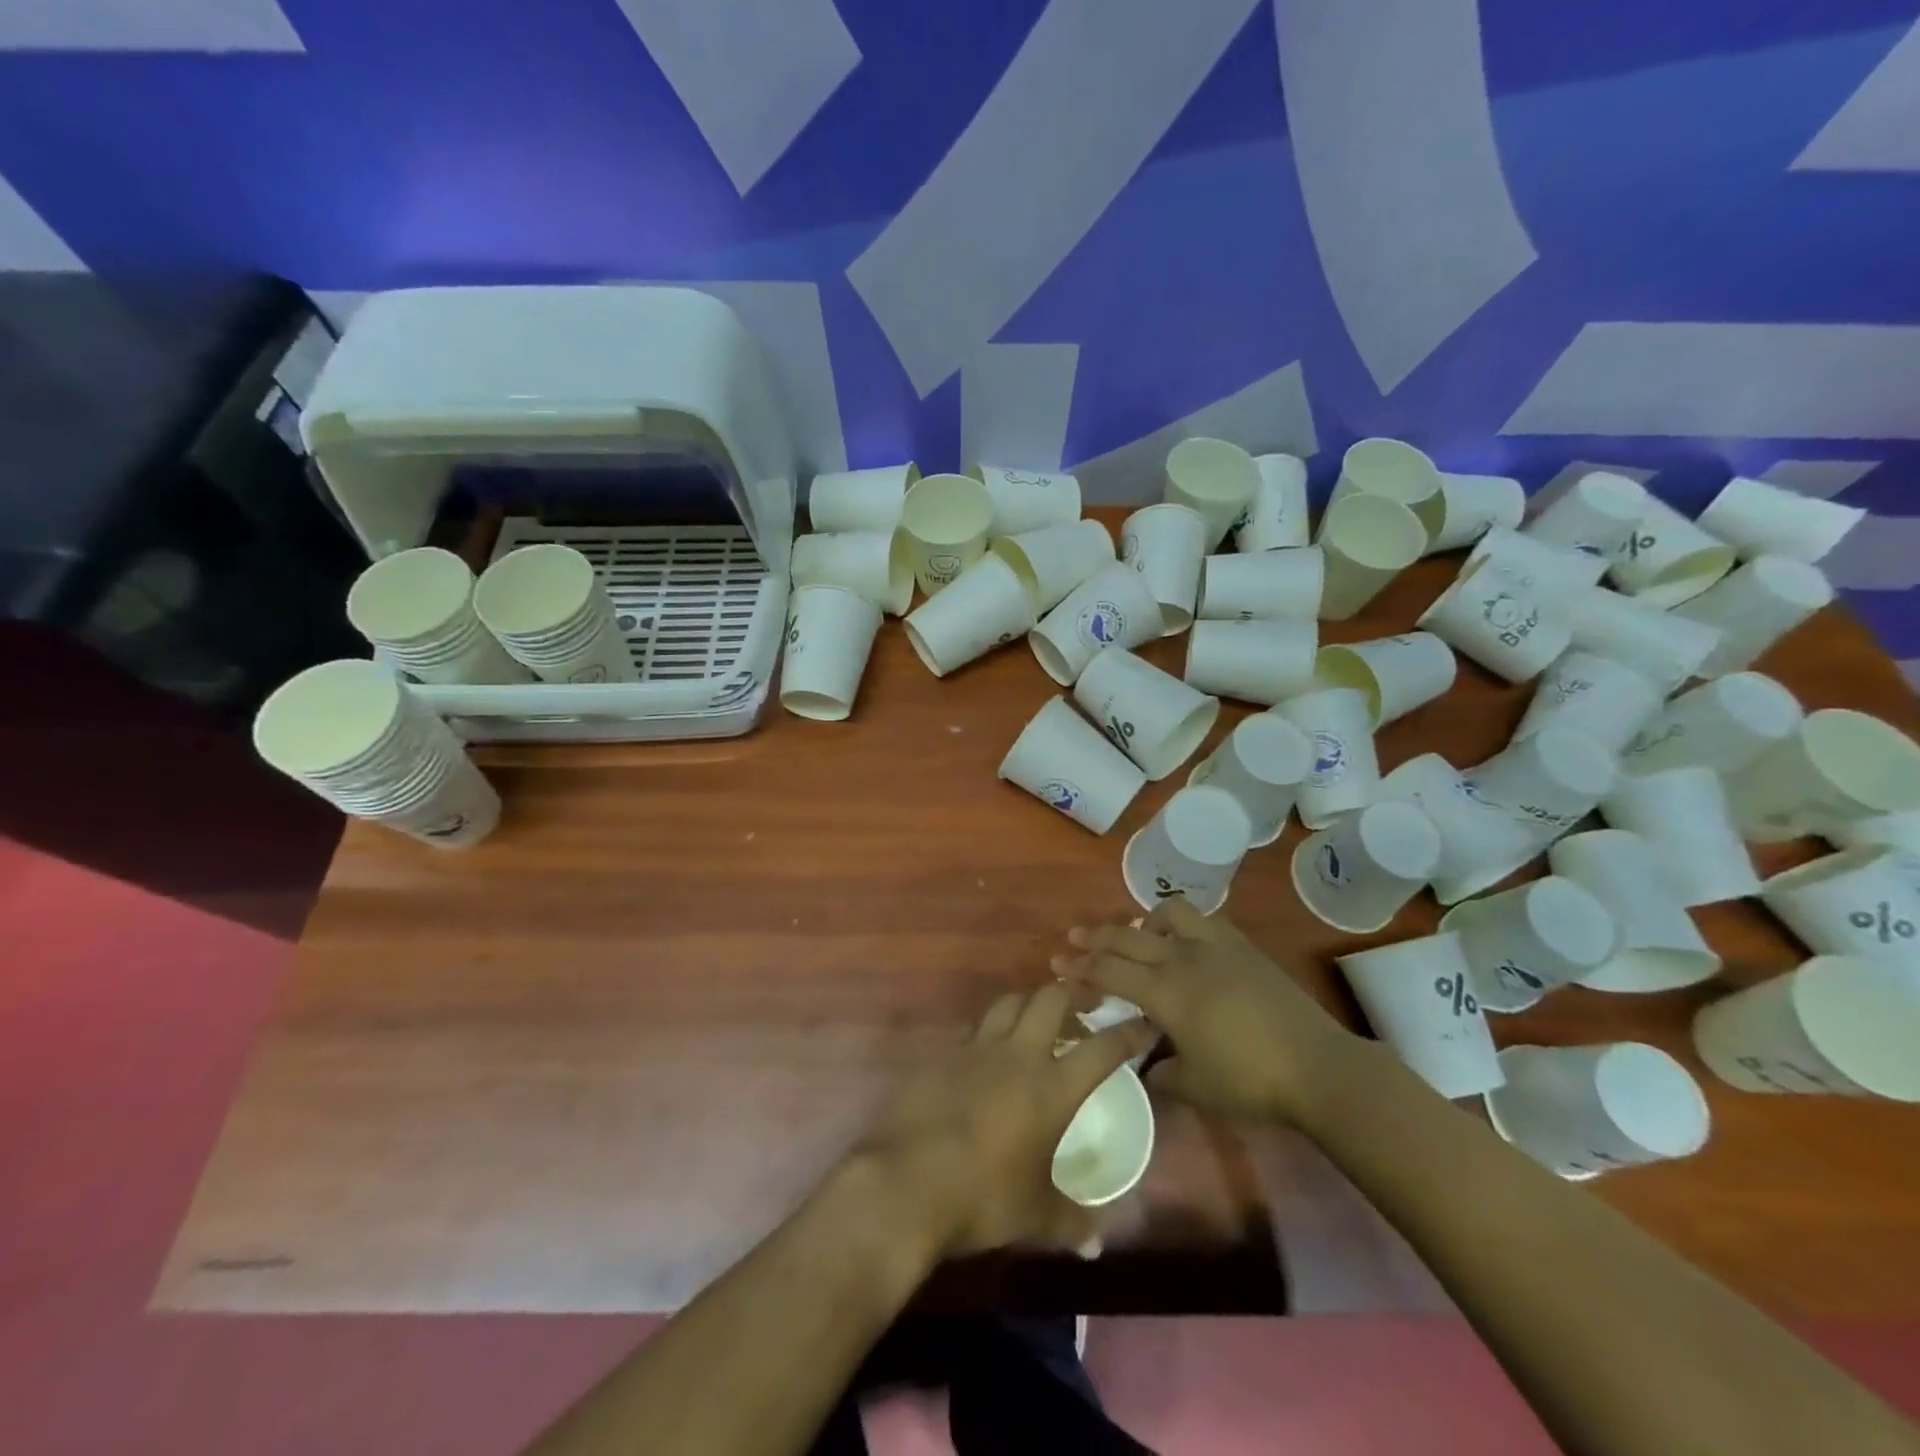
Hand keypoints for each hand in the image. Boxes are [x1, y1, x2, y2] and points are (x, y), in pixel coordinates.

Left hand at [849, 984, 1154, 1259]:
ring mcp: (976, 1047)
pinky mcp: (943, 1052)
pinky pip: (974, 1025)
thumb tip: (1097, 1245)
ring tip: (1039, 1018)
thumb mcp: (1035, 1216)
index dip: (1129, 1033)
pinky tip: (990, 1048)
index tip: (1144, 1024)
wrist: (906, 1182)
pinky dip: (990, 1027)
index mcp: (1052, 1087)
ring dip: (1030, 1001)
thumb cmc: (982, 1197)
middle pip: (1051, 998)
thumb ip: (1072, 1223)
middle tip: (1087, 1005)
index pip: (1102, 1048)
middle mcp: (1018, 1054)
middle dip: (1074, 993)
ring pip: (1009, 1001)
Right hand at [1054, 896, 1361, 1128]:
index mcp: (1165, 993)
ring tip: (1137, 936)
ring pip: (1167, 913)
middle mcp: (1184, 959)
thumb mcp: (1194, 1087)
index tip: (1056, 964)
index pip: (1109, 972)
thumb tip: (1146, 1063)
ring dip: (1143, 921)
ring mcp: (1215, 947)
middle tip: (1074, 938)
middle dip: (1095, 938)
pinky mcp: (1242, 946)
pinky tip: (1185, 942)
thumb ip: (1159, 1073)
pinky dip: (1183, 924)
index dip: (1079, 968)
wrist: (1317, 1067)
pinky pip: (1204, 920)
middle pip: (1127, 937)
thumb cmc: (1250, 1082)